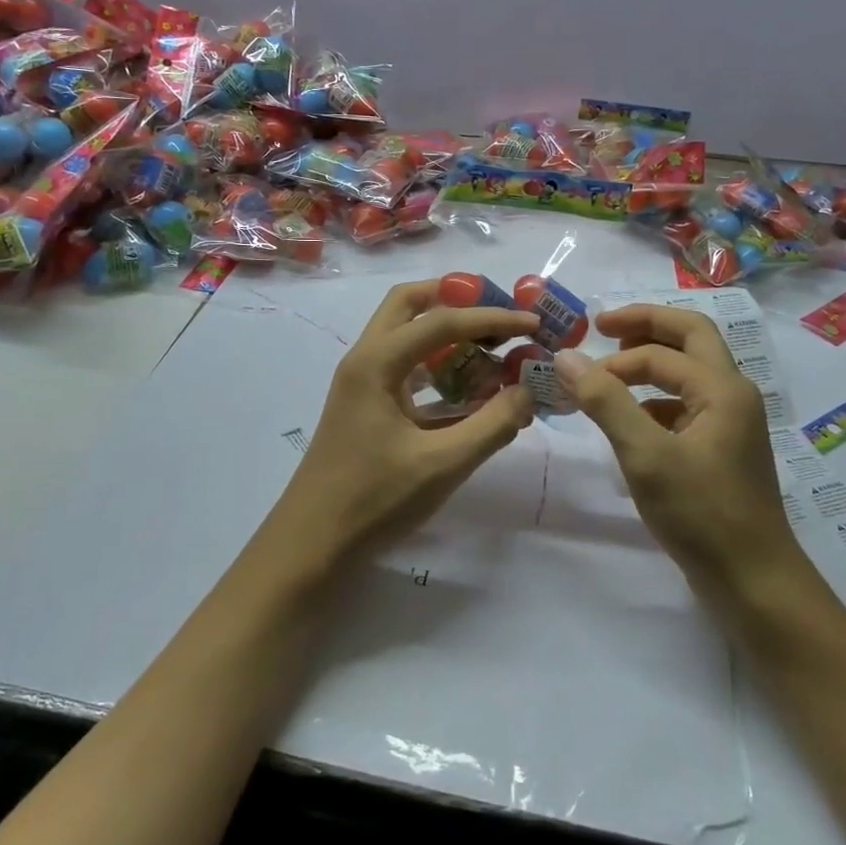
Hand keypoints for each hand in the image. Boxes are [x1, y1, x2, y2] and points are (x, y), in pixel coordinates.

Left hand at [261, 280, 539, 573]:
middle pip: (409, 305)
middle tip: (498, 314)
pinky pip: (406, 370)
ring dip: (447, 334)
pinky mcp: (367, 407)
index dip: (492, 318)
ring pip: (406, 336)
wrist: (311, 544)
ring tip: (493, 348)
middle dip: (456, 300)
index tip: (533, 322)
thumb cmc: (373, 500)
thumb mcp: (442, 464)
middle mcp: (365, 360)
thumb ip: (492, 424)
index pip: (442, 321)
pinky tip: (471, 391)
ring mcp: (362, 383)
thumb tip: (530, 391)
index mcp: (376, 363)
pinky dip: (439, 368)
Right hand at [555, 304, 812, 616]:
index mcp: (723, 388)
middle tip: (604, 326)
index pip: (660, 354)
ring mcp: (731, 421)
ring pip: (691, 371)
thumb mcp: (645, 455)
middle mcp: (733, 394)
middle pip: (691, 337)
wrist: (753, 581)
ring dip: (652, 362)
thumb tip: (566, 356)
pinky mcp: (722, 448)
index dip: (614, 361)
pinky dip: (657, 400)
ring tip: (611, 373)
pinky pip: (688, 404)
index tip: (575, 378)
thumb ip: (606, 401)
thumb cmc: (701, 514)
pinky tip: (632, 422)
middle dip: (646, 326)